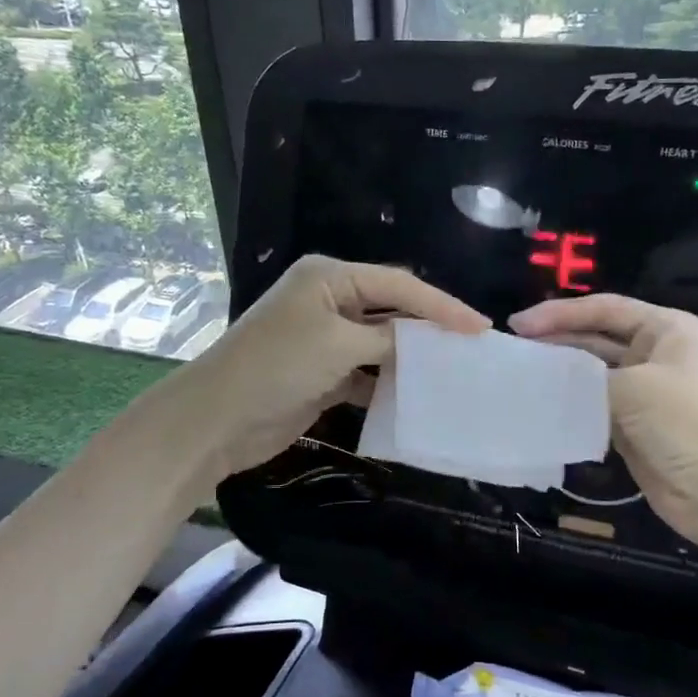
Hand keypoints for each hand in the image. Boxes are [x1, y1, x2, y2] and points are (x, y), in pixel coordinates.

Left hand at [189, 255, 487, 483]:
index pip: (399, 284)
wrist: (217, 419)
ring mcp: (326, 339)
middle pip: (392, 309)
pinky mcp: (323, 374)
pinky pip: (368, 373)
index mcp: (330, 278)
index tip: (480, 327)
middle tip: (474, 346)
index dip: (442, 305)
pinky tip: (418, 395)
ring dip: (412, 357)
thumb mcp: (339, 344)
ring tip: (455, 370)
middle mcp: (330, 301)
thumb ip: (389, 340)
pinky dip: (390, 383)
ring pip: (382, 343)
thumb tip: (425, 343)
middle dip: (430, 327)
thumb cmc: (277, 366)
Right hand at [510, 294, 697, 547]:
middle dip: (555, 341)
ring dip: (559, 374)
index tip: (518, 325)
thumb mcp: (633, 387)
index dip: (559, 313)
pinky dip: (569, 404)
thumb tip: (543, 377)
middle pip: (595, 339)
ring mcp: (644, 392)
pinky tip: (538, 404)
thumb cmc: (686, 422)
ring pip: (591, 374)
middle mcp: (655, 354)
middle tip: (512, 350)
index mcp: (665, 330)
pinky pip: (594, 406)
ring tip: (519, 375)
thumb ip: (584, 377)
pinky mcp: (633, 426)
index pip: (604, 309)